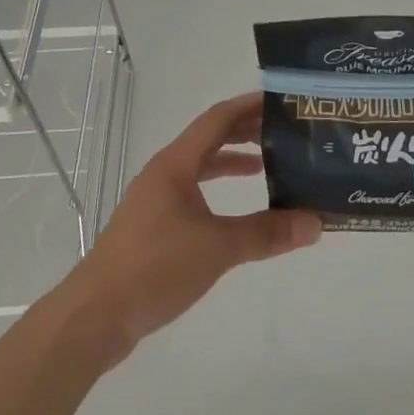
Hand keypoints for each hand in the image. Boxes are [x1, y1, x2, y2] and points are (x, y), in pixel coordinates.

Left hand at [59, 91, 320, 359]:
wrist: (97, 314)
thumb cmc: (155, 267)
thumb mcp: (218, 248)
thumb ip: (266, 233)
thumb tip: (315, 223)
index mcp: (176, 164)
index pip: (217, 119)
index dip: (248, 106)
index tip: (281, 100)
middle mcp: (164, 173)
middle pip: (209, 139)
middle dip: (245, 132)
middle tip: (284, 132)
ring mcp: (156, 199)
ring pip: (200, 167)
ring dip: (231, 162)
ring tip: (268, 166)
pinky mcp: (153, 226)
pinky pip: (193, 193)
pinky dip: (218, 191)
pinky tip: (235, 211)